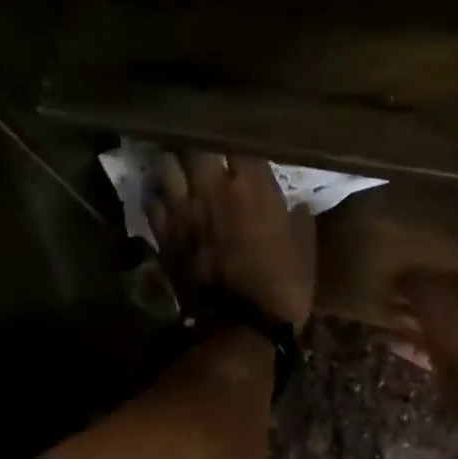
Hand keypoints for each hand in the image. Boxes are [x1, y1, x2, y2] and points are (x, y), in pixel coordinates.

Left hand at [149, 151, 315, 327]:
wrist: (240, 324)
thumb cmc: (283, 283)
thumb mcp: (305, 247)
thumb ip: (298, 217)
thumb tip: (296, 204)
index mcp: (252, 184)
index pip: (238, 139)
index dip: (238, 134)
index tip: (242, 135)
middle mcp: (213, 186)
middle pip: (194, 142)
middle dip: (199, 140)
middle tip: (205, 142)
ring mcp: (183, 208)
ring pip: (166, 163)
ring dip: (174, 161)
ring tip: (181, 163)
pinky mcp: (164, 232)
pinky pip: (153, 199)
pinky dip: (159, 194)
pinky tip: (168, 198)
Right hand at [389, 270, 457, 411]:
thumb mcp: (432, 295)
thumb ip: (414, 282)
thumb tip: (398, 277)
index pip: (445, 274)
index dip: (420, 273)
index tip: (395, 274)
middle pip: (438, 300)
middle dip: (412, 298)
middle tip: (385, 294)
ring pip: (431, 325)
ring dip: (408, 321)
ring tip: (382, 315)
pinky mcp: (453, 365)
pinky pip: (427, 349)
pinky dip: (409, 344)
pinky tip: (390, 341)